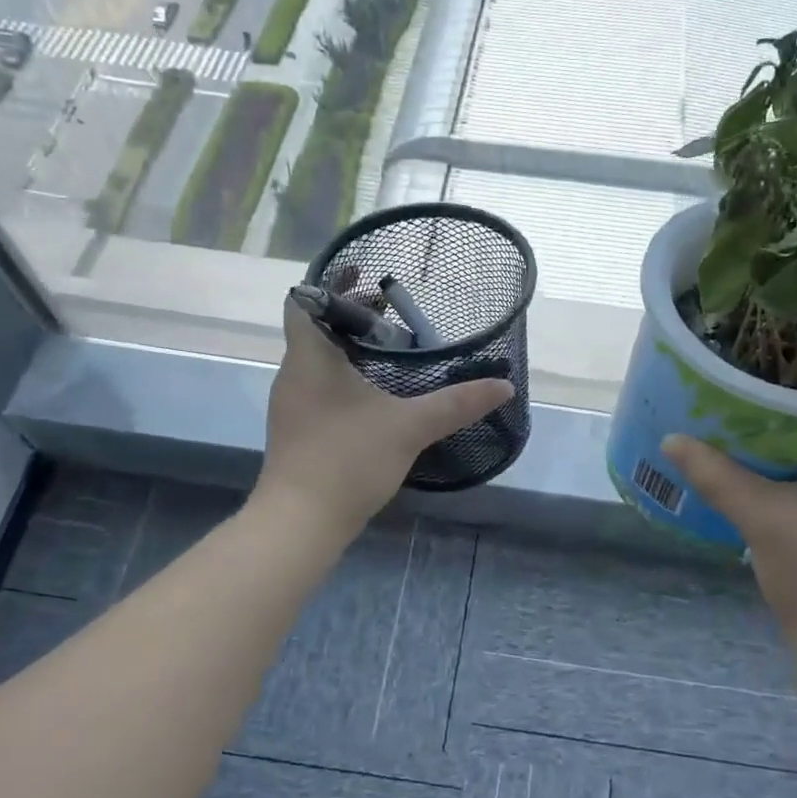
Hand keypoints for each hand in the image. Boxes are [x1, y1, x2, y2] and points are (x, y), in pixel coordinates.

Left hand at [256, 295, 513, 539]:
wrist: (301, 522)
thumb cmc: (347, 459)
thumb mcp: (410, 426)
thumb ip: (457, 404)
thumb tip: (503, 386)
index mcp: (309, 358)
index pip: (304, 300)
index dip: (332, 282)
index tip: (366, 275)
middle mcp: (294, 373)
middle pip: (316, 328)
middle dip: (353, 316)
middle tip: (394, 314)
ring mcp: (292, 404)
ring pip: (318, 360)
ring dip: (350, 349)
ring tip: (391, 350)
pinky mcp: (299, 430)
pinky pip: (320, 387)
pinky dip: (346, 378)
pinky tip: (377, 395)